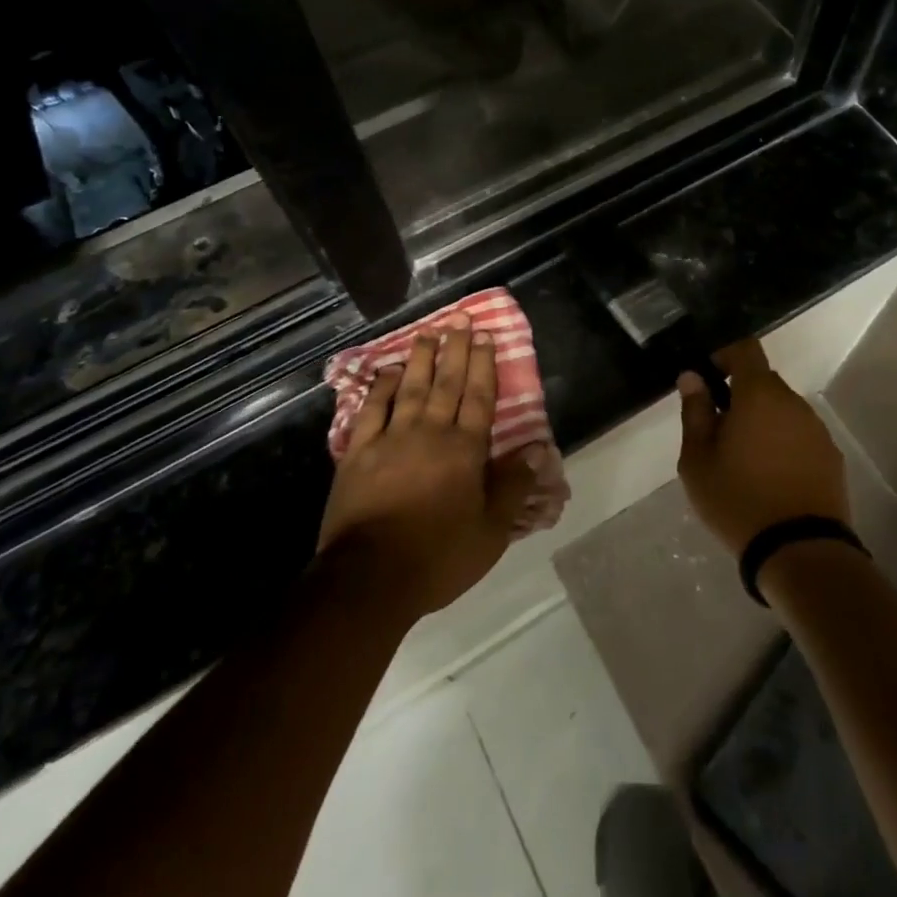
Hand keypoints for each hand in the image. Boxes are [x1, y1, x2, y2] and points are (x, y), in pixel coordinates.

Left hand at [317, 314, 538, 619]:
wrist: (369, 578)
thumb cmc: (438, 557)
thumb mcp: (490, 532)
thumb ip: (513, 486)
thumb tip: (537, 448)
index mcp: (464, 450)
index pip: (479, 398)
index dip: (484, 365)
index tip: (485, 336)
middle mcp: (430, 433)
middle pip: (447, 384)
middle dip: (455, 350)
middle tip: (459, 319)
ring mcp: (391, 439)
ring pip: (410, 388)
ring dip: (420, 358)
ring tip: (428, 332)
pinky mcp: (359, 453)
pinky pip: (372, 410)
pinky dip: (380, 388)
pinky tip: (387, 371)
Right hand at [676, 339, 849, 557]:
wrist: (800, 551)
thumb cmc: (738, 499)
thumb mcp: (697, 459)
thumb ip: (695, 411)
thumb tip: (692, 377)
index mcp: (759, 394)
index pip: (745, 349)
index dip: (725, 355)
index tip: (709, 379)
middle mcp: (793, 403)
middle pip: (764, 382)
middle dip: (740, 396)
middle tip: (718, 431)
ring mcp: (817, 430)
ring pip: (783, 410)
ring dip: (763, 421)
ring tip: (744, 460)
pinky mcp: (831, 458)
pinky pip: (800, 436)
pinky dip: (783, 444)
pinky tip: (771, 478)